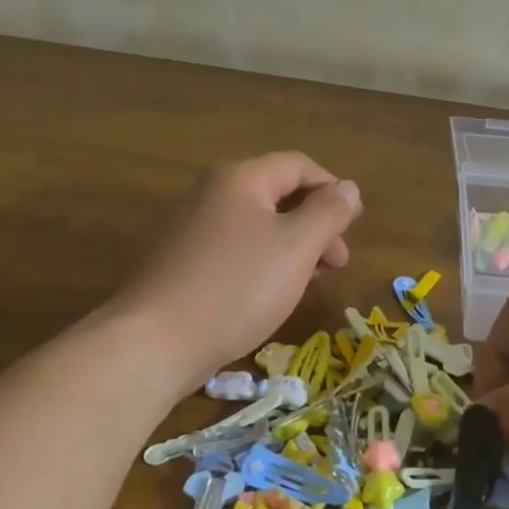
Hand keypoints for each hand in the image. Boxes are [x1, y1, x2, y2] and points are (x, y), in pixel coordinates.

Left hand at [115, 153, 361, 386]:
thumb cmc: (237, 286)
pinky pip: (236, 249)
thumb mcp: (297, 246)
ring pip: (259, 225)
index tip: (354, 226)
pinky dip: (265, 262)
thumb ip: (329, 212)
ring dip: (294, 246)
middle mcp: (213, 192)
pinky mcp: (182, 261)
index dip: (333, 189)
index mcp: (241, 178)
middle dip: (316, 223)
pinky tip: (273, 293)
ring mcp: (192, 227)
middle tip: (337, 263)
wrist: (154, 342)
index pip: (300, 166)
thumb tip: (348, 188)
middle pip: (279, 194)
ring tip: (311, 281)